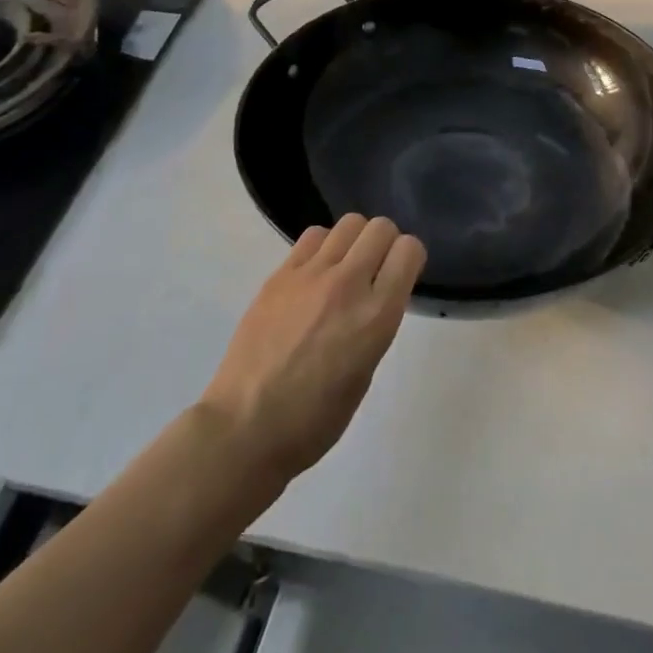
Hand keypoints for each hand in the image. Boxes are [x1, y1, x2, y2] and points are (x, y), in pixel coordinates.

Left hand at [199, 214, 425, 481]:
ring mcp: (311, 274)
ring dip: (355, 241)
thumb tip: (376, 296)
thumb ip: (377, 323)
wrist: (244, 429)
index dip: (409, 259)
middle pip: (381, 227)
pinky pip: (314, 236)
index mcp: (377, 315)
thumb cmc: (314, 419)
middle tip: (374, 270)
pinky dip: (323, 246)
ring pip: (350, 223)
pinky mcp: (280, 274)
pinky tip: (315, 275)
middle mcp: (349, 284)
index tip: (401, 276)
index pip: (409, 250)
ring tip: (344, 268)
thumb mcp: (365, 373)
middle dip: (385, 244)